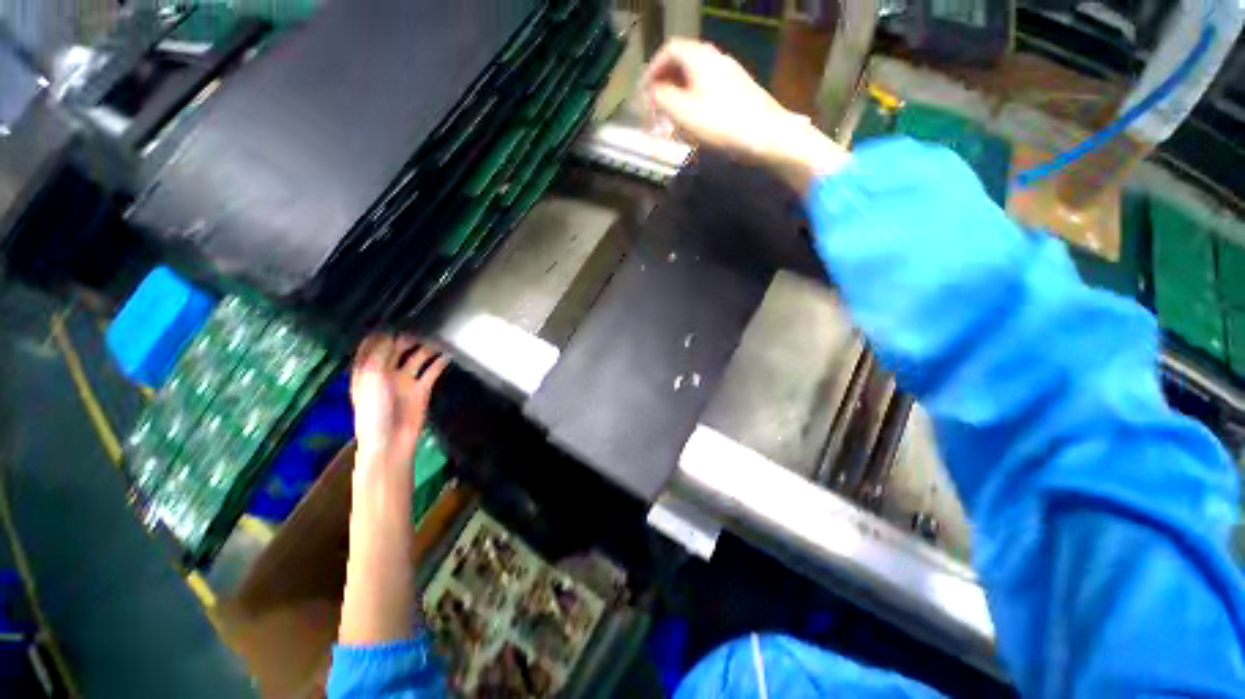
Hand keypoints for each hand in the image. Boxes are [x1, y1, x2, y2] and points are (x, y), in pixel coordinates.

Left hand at [350, 334, 448, 471]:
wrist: (390, 441)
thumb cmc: (374, 411)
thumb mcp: (371, 379)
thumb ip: (380, 356)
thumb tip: (391, 334)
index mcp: (366, 370)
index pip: (372, 345)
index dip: (381, 332)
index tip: (394, 316)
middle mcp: (386, 372)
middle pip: (396, 349)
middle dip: (407, 337)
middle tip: (422, 322)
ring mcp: (405, 380)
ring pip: (417, 358)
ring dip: (426, 347)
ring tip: (438, 334)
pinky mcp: (422, 389)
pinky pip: (432, 371)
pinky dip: (440, 362)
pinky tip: (448, 352)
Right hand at [643, 39, 846, 190]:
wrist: (767, 135)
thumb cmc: (722, 124)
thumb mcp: (684, 113)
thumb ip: (662, 99)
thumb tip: (652, 92)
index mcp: (700, 58)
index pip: (669, 50)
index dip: (652, 69)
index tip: (644, 92)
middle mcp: (715, 59)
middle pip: (682, 63)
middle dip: (664, 84)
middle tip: (655, 108)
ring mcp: (729, 74)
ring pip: (695, 78)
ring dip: (678, 95)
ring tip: (672, 120)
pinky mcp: (738, 91)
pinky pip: (708, 89)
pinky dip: (694, 102)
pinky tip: (694, 124)